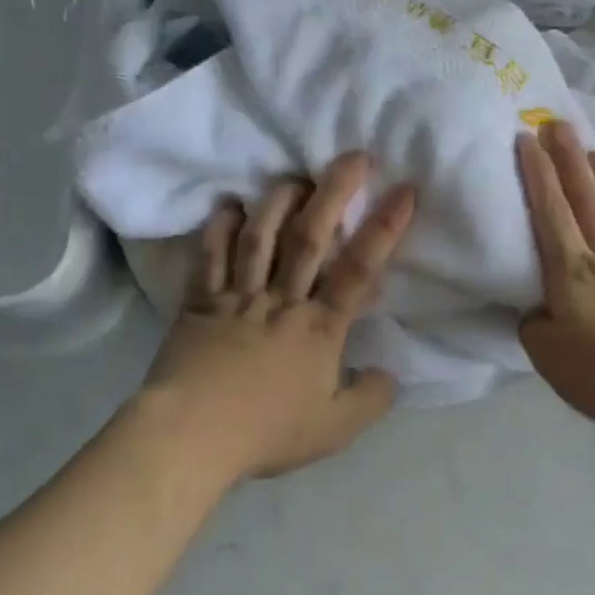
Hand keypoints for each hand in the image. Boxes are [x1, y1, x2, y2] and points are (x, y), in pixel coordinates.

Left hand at [141, 152, 414, 480]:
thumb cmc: (265, 431)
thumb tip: (389, 373)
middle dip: (334, 192)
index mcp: (319, 327)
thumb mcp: (333, 430)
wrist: (190, 438)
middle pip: (311, 236)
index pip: (360, 269)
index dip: (384, 227)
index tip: (404, 189)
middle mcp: (281, 300)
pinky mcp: (200, 301)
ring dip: (278, 200)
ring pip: (261, 236)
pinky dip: (218, 229)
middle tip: (354, 156)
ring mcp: (238, 296)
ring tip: (295, 176)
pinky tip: (227, 205)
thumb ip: (369, 399)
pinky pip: (210, 257)